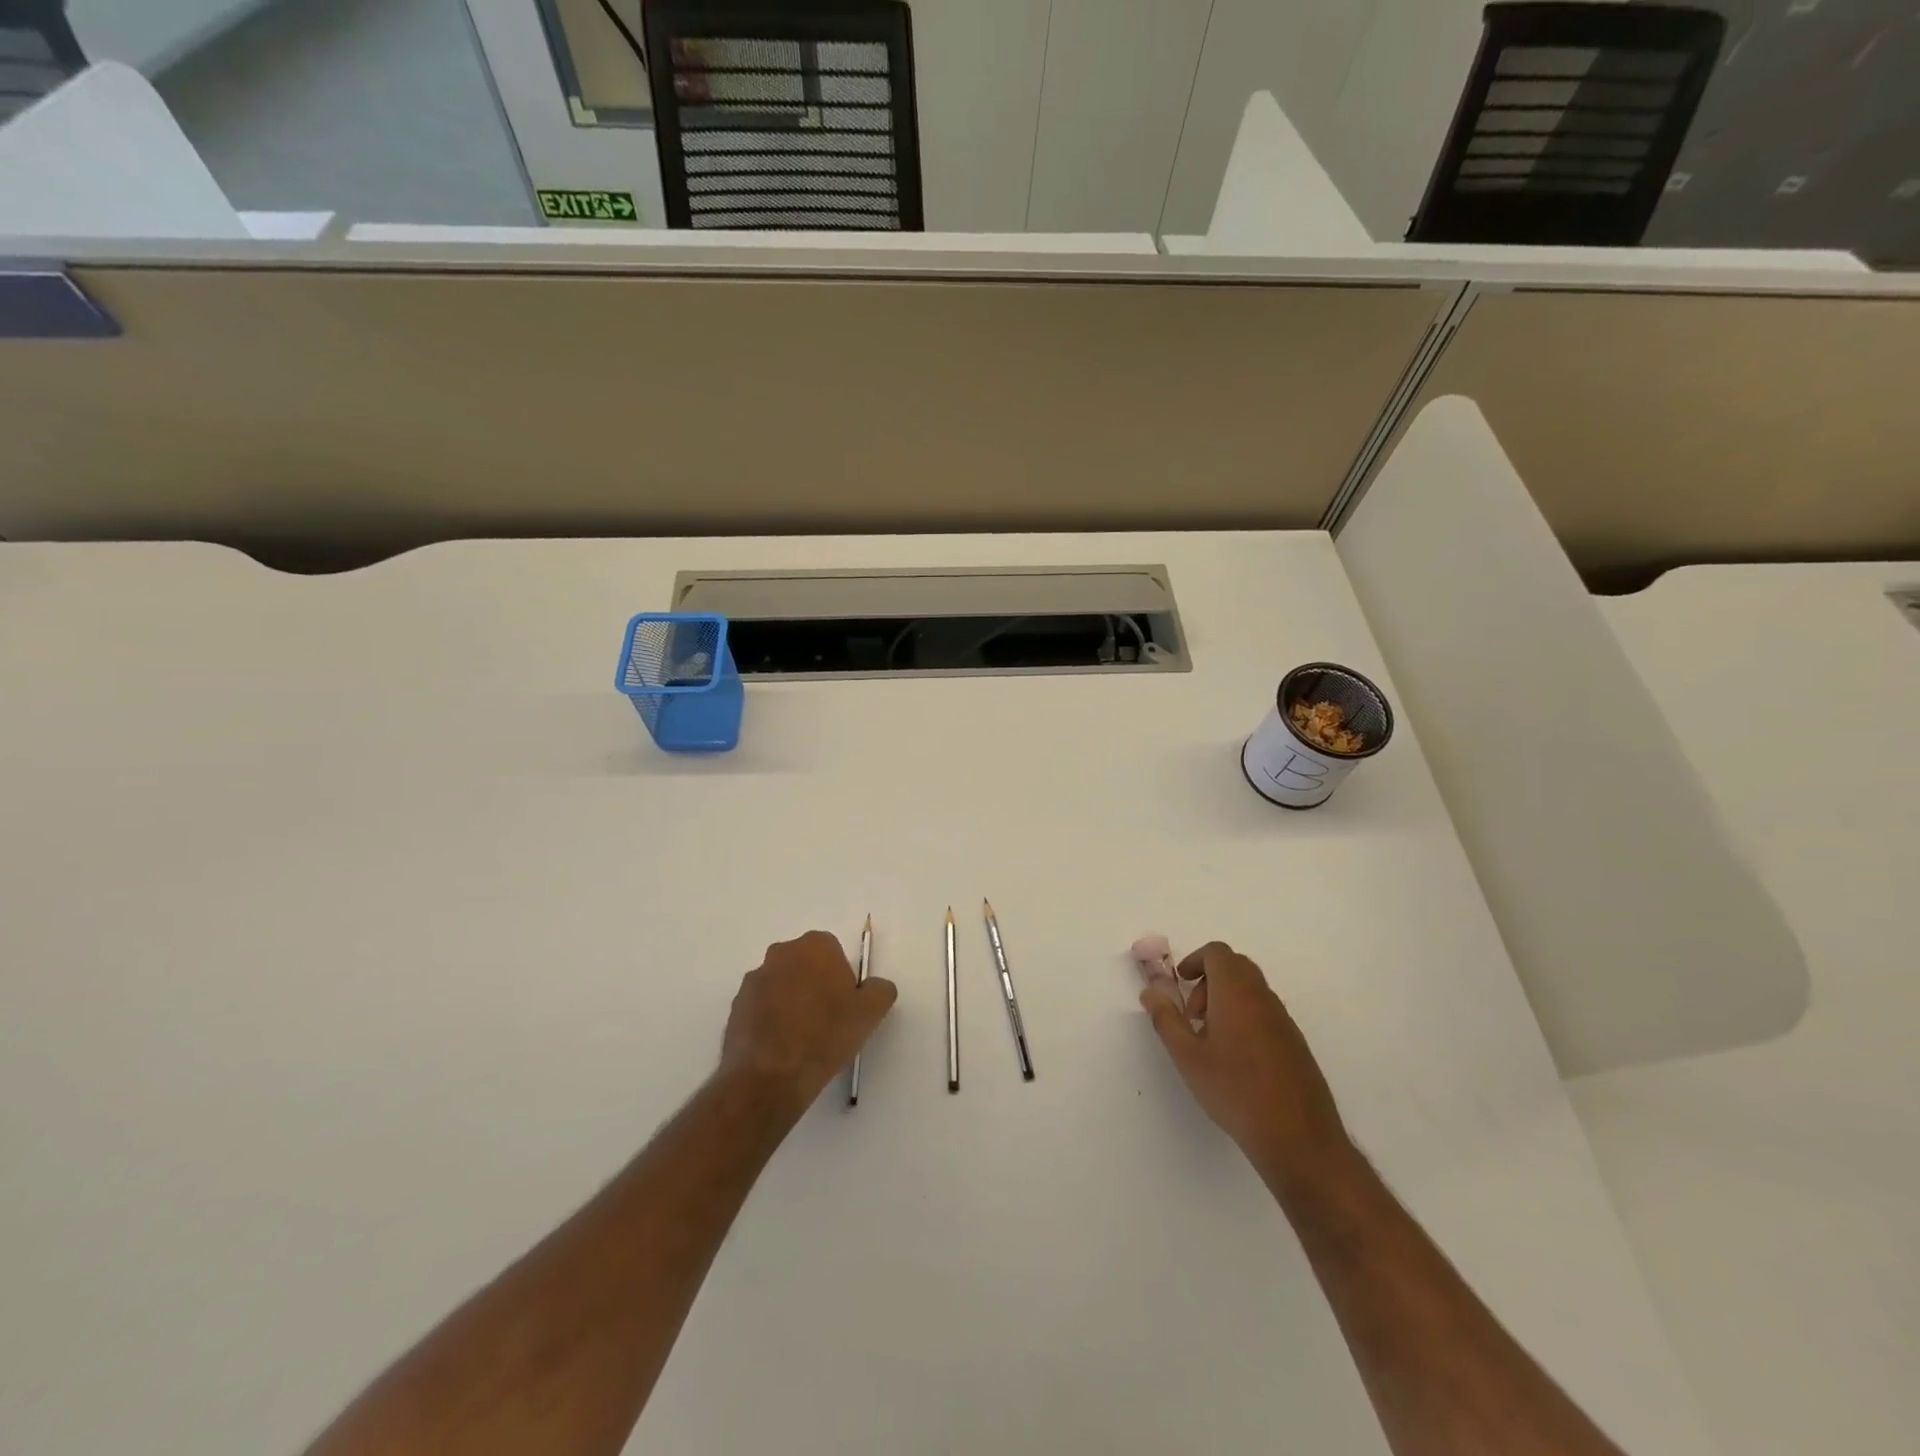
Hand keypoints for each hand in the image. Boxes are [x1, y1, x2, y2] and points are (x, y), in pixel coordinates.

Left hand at [719, 931, 897, 1121]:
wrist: (769, 1077)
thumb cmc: (825, 1036)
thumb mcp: (871, 1012)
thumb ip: (880, 989)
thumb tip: (875, 986)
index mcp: (814, 946)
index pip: (834, 953)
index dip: (842, 980)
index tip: (845, 1006)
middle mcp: (780, 953)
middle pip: (805, 965)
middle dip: (815, 986)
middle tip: (827, 1022)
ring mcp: (754, 980)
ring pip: (782, 986)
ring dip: (791, 1003)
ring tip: (802, 1040)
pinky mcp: (735, 1007)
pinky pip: (761, 1008)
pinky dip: (771, 1021)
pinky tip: (780, 1049)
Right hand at [1140, 942, 1349, 1180]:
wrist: (1297, 1137)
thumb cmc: (1234, 1091)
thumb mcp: (1187, 1057)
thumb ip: (1166, 1019)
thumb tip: (1151, 992)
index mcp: (1236, 993)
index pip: (1217, 953)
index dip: (1195, 960)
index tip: (1180, 984)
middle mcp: (1263, 998)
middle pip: (1236, 966)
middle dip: (1209, 979)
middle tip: (1193, 1014)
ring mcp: (1284, 1020)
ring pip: (1251, 990)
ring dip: (1226, 999)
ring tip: (1210, 1040)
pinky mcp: (1295, 1043)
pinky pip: (1265, 1012)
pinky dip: (1245, 1017)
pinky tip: (1236, 1059)